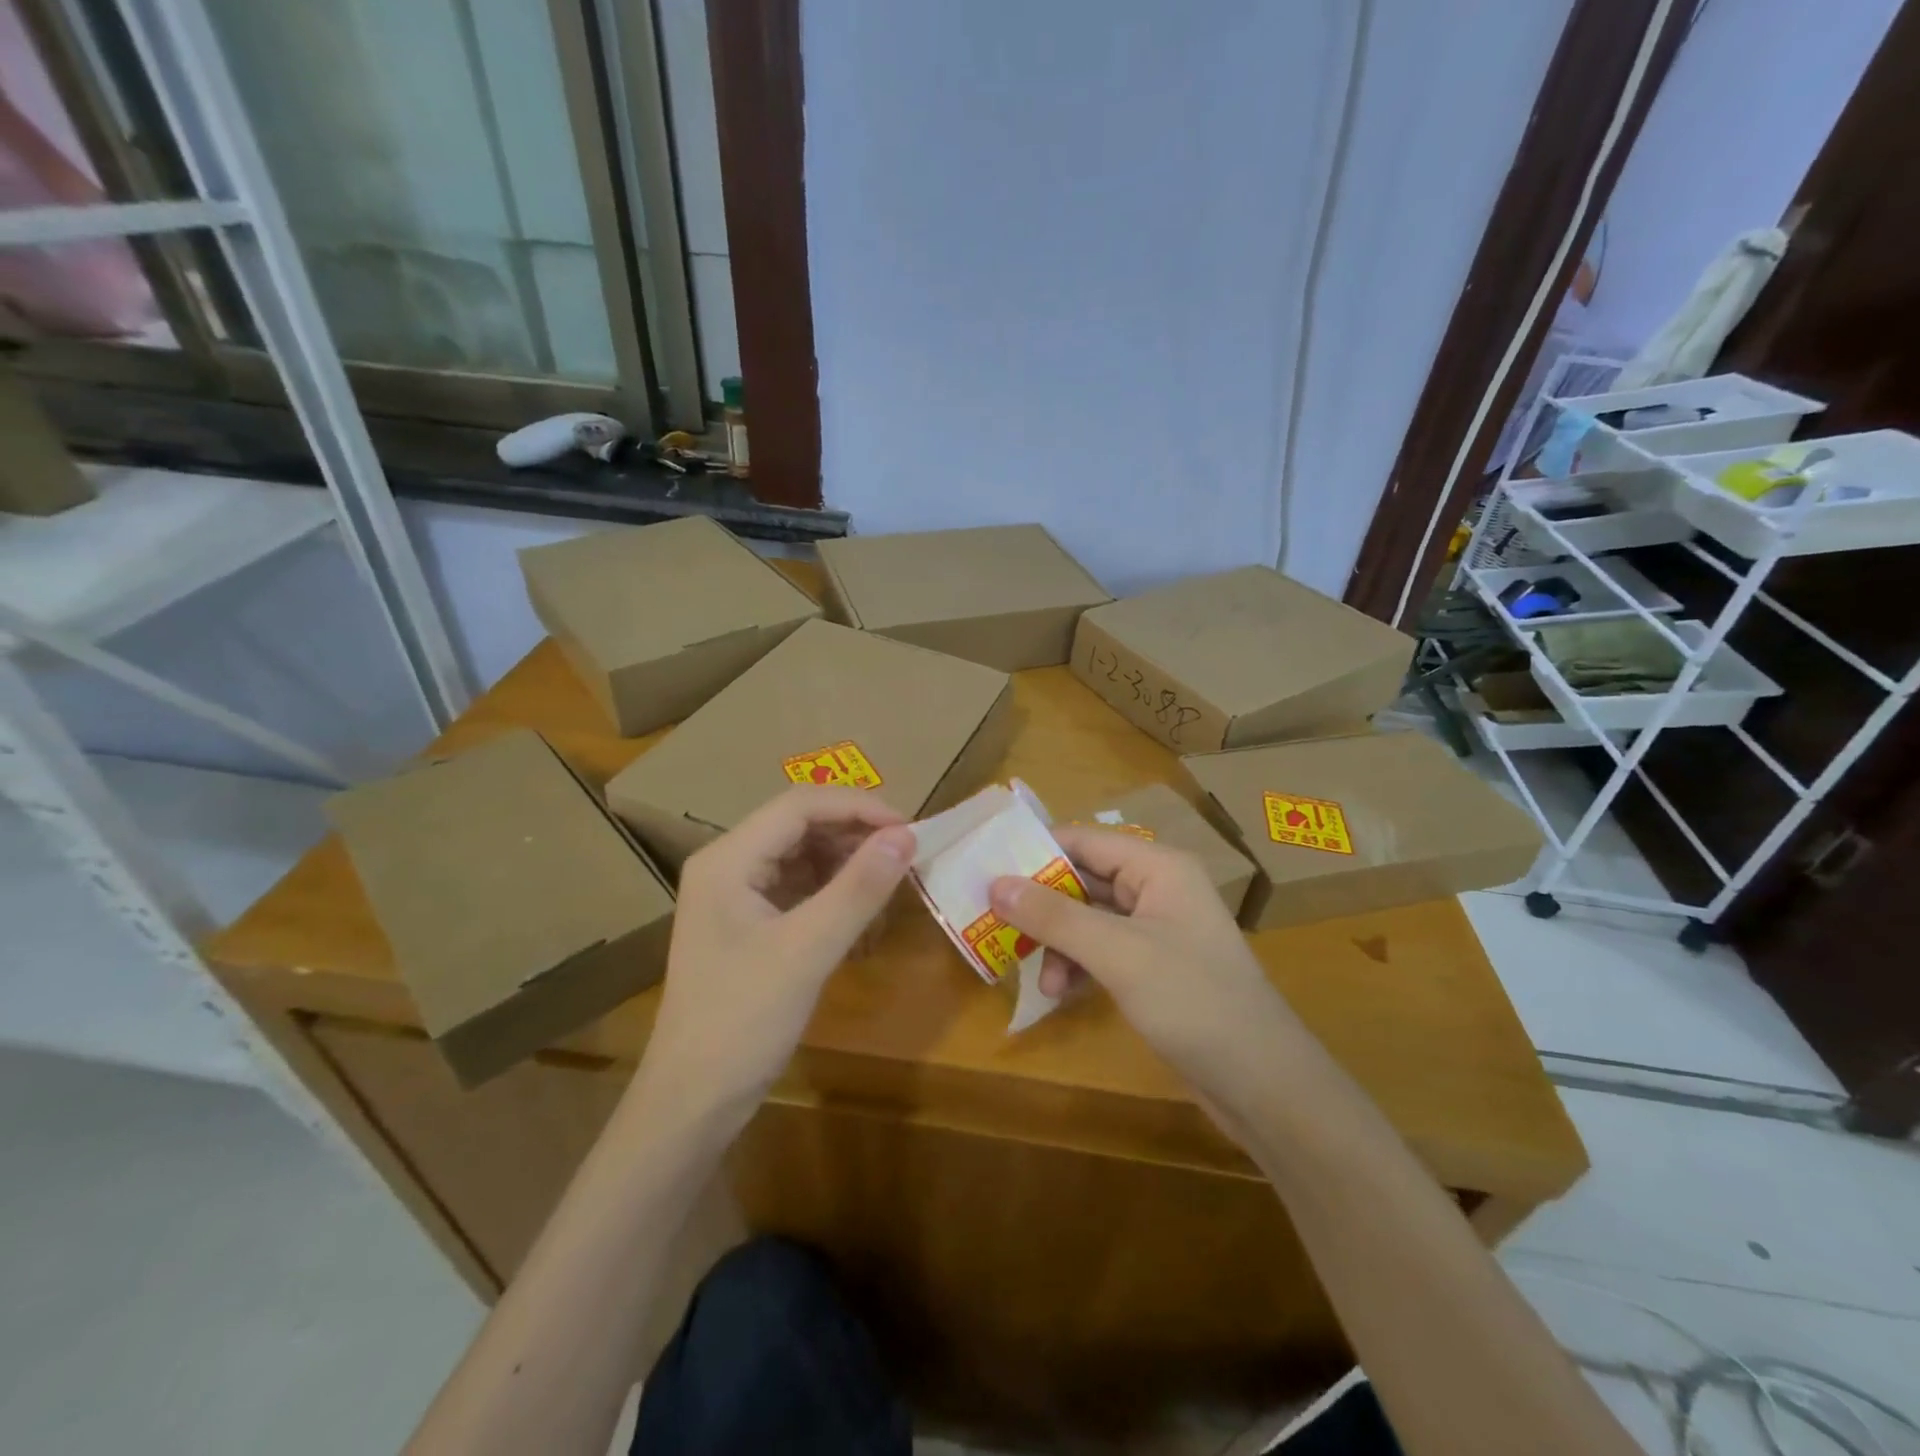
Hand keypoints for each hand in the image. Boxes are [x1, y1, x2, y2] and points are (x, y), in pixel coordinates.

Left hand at [639, 786, 914, 1122]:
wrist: (692, 1103)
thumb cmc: (741, 1022)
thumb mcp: (806, 951)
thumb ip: (858, 889)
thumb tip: (906, 836)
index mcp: (727, 859)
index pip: (800, 805)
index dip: (858, 806)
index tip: (910, 829)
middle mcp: (729, 865)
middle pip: (801, 826)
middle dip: (856, 836)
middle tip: (908, 857)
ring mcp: (738, 896)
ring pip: (804, 857)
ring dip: (849, 867)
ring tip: (892, 889)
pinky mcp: (750, 925)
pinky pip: (801, 890)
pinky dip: (836, 897)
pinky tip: (865, 920)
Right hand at [989, 824, 1299, 1105]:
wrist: (1263, 1083)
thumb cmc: (1193, 1000)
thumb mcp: (1117, 953)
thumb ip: (1054, 917)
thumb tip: (996, 884)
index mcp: (1158, 867)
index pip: (1084, 840)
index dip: (1036, 853)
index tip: (987, 871)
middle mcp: (1158, 888)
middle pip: (1084, 880)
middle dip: (1043, 907)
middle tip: (997, 926)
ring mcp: (1158, 929)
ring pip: (1088, 919)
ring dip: (1059, 944)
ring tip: (1042, 983)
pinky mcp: (1155, 967)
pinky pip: (1102, 950)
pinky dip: (1078, 966)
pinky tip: (1063, 995)